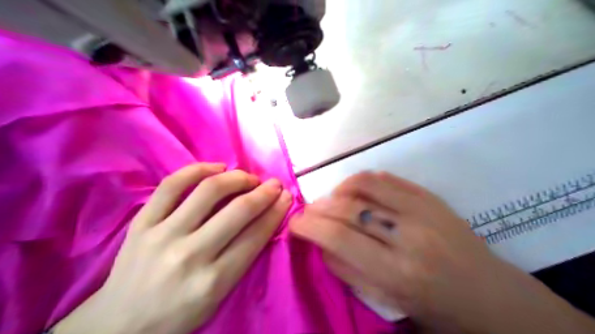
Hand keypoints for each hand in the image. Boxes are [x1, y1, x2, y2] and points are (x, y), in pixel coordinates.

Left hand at [53, 163, 291, 332]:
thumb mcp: (220, 298)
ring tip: (248, 178)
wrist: (120, 324)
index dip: (276, 212)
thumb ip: (243, 259)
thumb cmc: (178, 315)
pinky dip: (198, 170)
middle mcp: (191, 255)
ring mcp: (163, 234)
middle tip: (274, 184)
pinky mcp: (142, 222)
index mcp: (214, 281)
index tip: (286, 196)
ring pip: (209, 191)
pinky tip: (216, 168)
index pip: (256, 236)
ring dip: (237, 178)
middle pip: (238, 211)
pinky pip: (172, 185)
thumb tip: (264, 219)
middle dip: (264, 192)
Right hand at [291, 172, 594, 333]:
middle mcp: (409, 236)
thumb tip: (322, 243)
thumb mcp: (389, 303)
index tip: (295, 222)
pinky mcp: (430, 197)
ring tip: (331, 201)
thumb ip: (350, 271)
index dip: (310, 226)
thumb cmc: (438, 311)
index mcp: (398, 274)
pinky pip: (386, 179)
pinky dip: (362, 181)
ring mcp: (422, 210)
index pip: (339, 238)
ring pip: (364, 185)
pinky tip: (354, 191)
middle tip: (308, 212)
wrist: (492, 295)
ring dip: (338, 190)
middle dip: (318, 207)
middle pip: (348, 208)